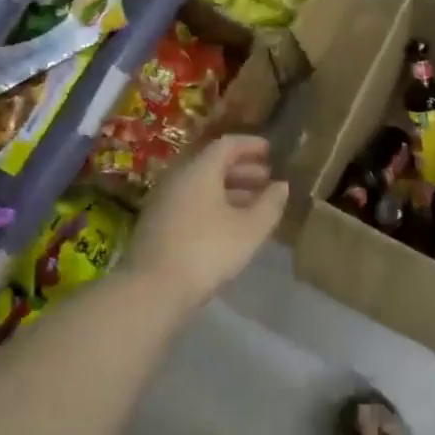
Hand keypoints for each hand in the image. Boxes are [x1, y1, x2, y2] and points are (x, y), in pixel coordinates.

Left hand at [129, 134, 287, 310]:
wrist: (152, 289)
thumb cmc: (207, 251)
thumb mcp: (250, 230)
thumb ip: (270, 204)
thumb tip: (282, 185)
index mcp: (199, 170)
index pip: (227, 145)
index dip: (251, 145)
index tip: (272, 151)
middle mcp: (178, 178)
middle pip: (213, 164)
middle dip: (243, 169)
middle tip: (268, 179)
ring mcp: (164, 201)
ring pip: (202, 185)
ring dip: (230, 189)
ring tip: (254, 204)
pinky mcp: (158, 224)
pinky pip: (192, 202)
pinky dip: (214, 204)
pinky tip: (230, 224)